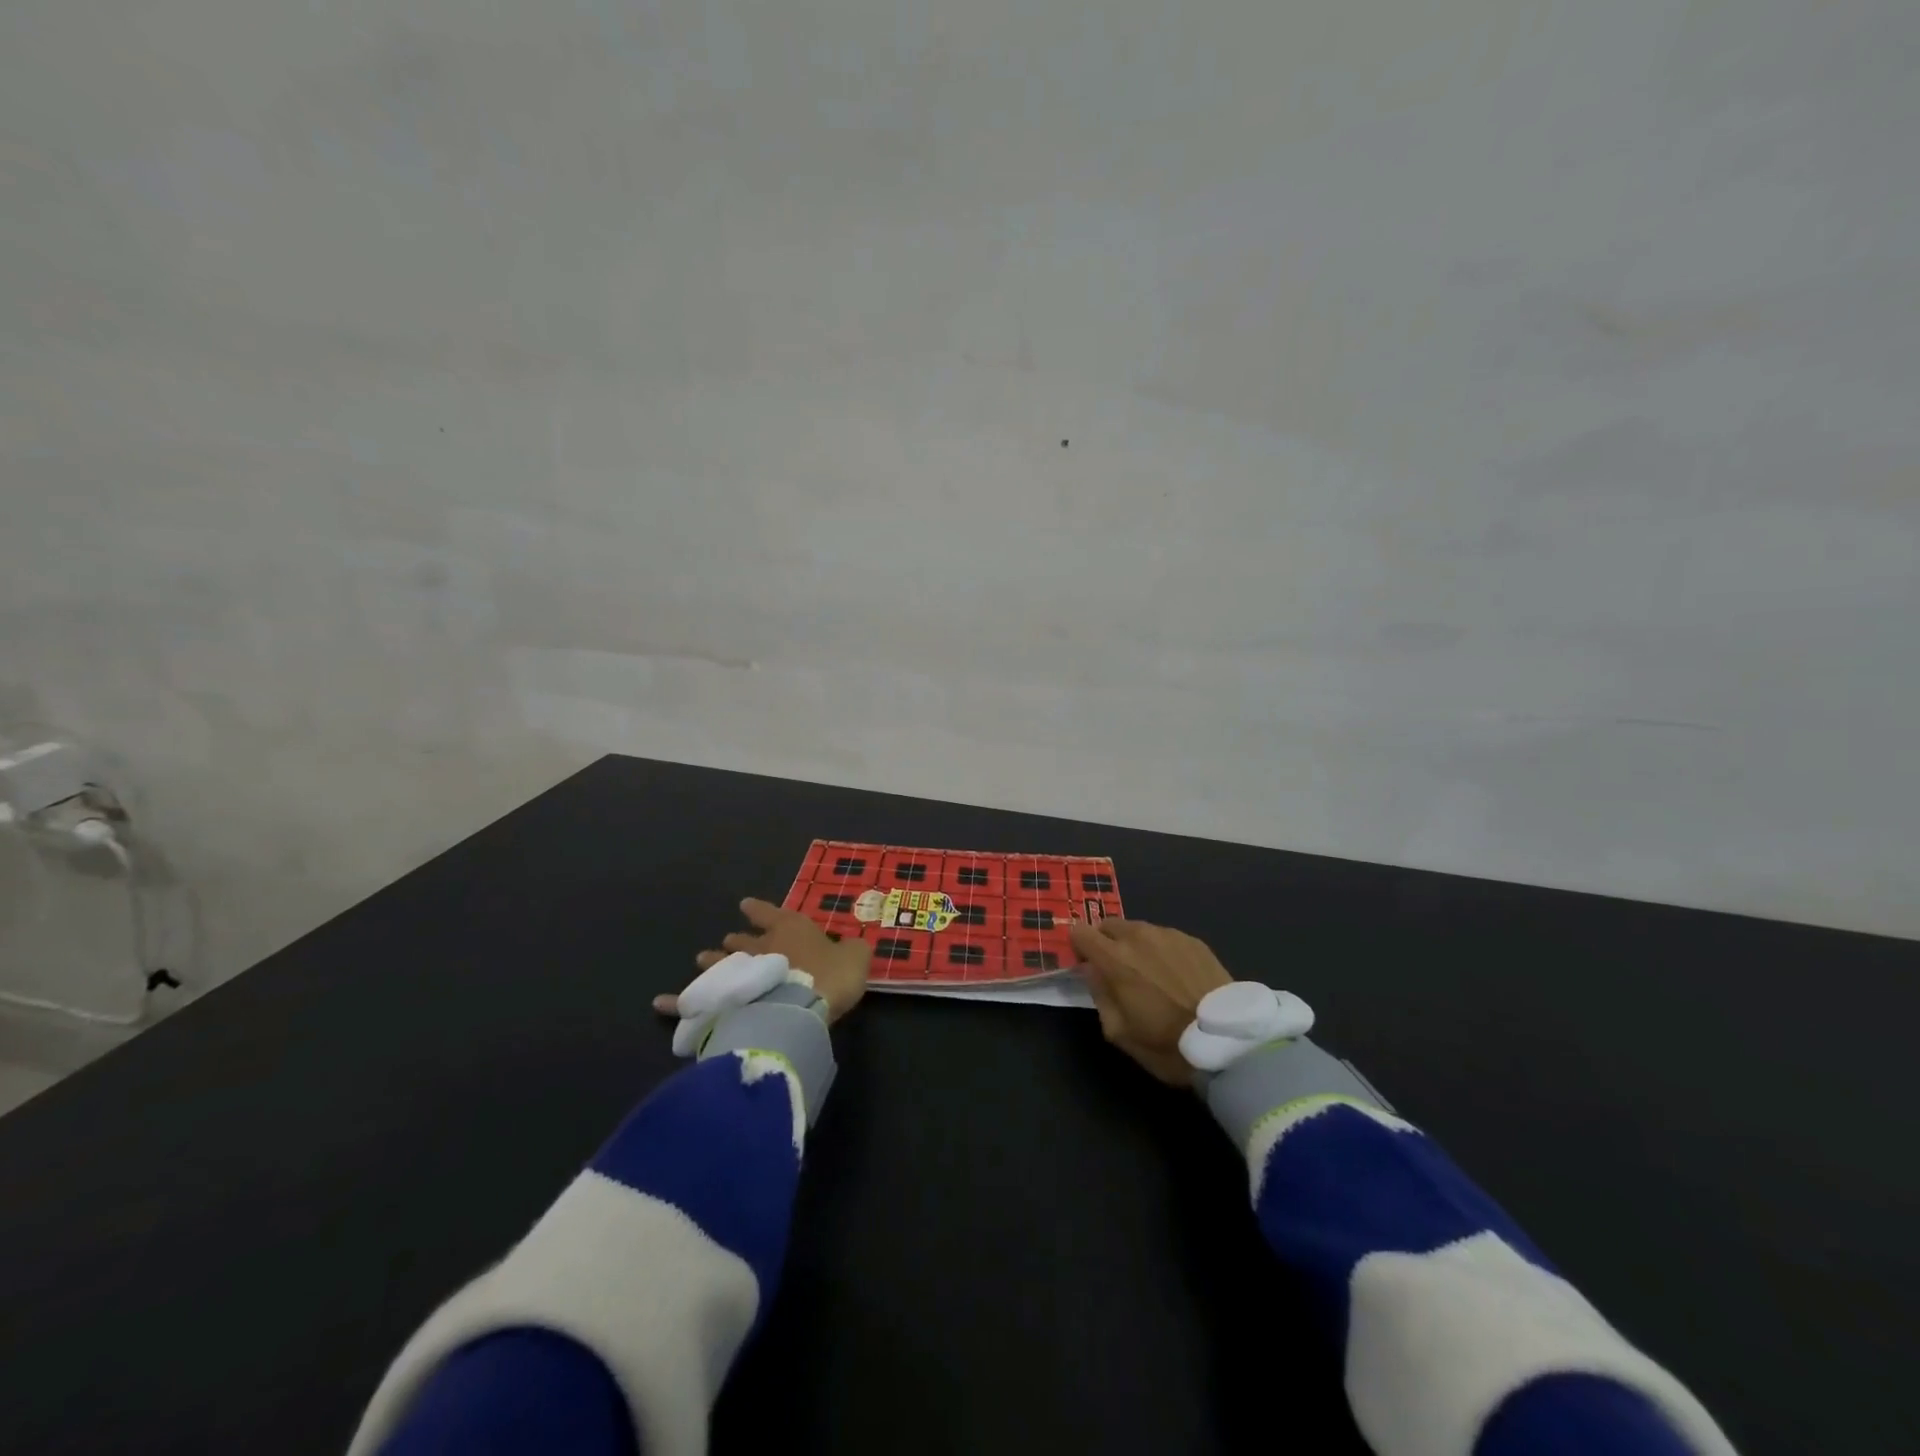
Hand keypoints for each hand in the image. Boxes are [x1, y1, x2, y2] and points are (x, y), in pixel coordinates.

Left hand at [655, 897, 871, 1024]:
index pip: (772, 913)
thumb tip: (853, 947)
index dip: (761, 909)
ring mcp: (737, 975)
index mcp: (790, 930)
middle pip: (742, 941)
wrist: (800, 1007)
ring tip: (702, 958)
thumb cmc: (830, 976)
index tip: (746, 904)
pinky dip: (677, 1001)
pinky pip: (693, 1001)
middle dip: (736, 940)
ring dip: (713, 961)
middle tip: (727, 940)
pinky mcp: (721, 1002)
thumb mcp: (856, 958)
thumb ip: (853, 950)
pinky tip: (661, 1003)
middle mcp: (759, 947)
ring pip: (720, 964)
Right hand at [1068, 919, 1232, 1086]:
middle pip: (1108, 924)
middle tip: (1118, 969)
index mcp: (1115, 958)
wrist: (1227, 1041)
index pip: (1080, 931)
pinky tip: (1176, 975)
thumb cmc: (1167, 1043)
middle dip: (1106, 941)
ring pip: (1138, 928)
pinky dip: (1162, 949)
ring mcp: (1168, 934)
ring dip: (1135, 944)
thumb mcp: (1119, 1032)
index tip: (1086, 963)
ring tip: (1151, 973)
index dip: (1079, 946)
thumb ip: (1099, 994)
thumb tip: (1090, 969)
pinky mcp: (1193, 940)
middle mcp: (1139, 936)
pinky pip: (1165, 936)